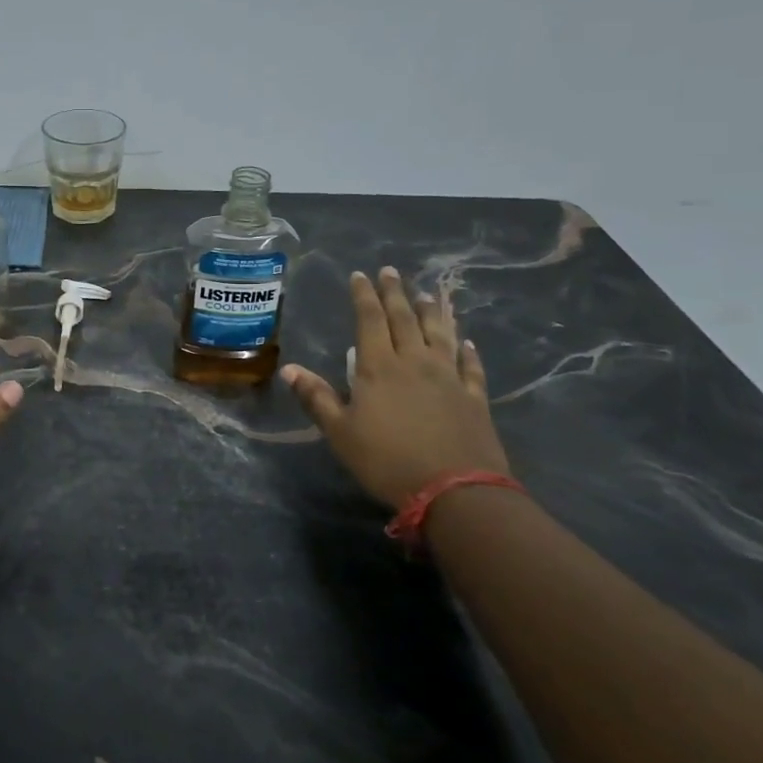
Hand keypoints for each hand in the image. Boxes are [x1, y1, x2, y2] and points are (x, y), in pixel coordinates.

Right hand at [281, 267, 509, 509]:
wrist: (455, 490)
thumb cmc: (387, 460)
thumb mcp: (340, 432)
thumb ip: (317, 397)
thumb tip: (288, 369)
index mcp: (379, 367)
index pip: (369, 320)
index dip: (364, 296)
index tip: (360, 275)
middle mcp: (415, 362)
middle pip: (404, 319)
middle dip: (395, 293)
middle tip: (391, 272)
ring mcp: (449, 378)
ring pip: (440, 335)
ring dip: (432, 313)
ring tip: (427, 295)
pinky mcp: (474, 398)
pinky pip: (470, 366)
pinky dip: (467, 351)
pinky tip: (467, 342)